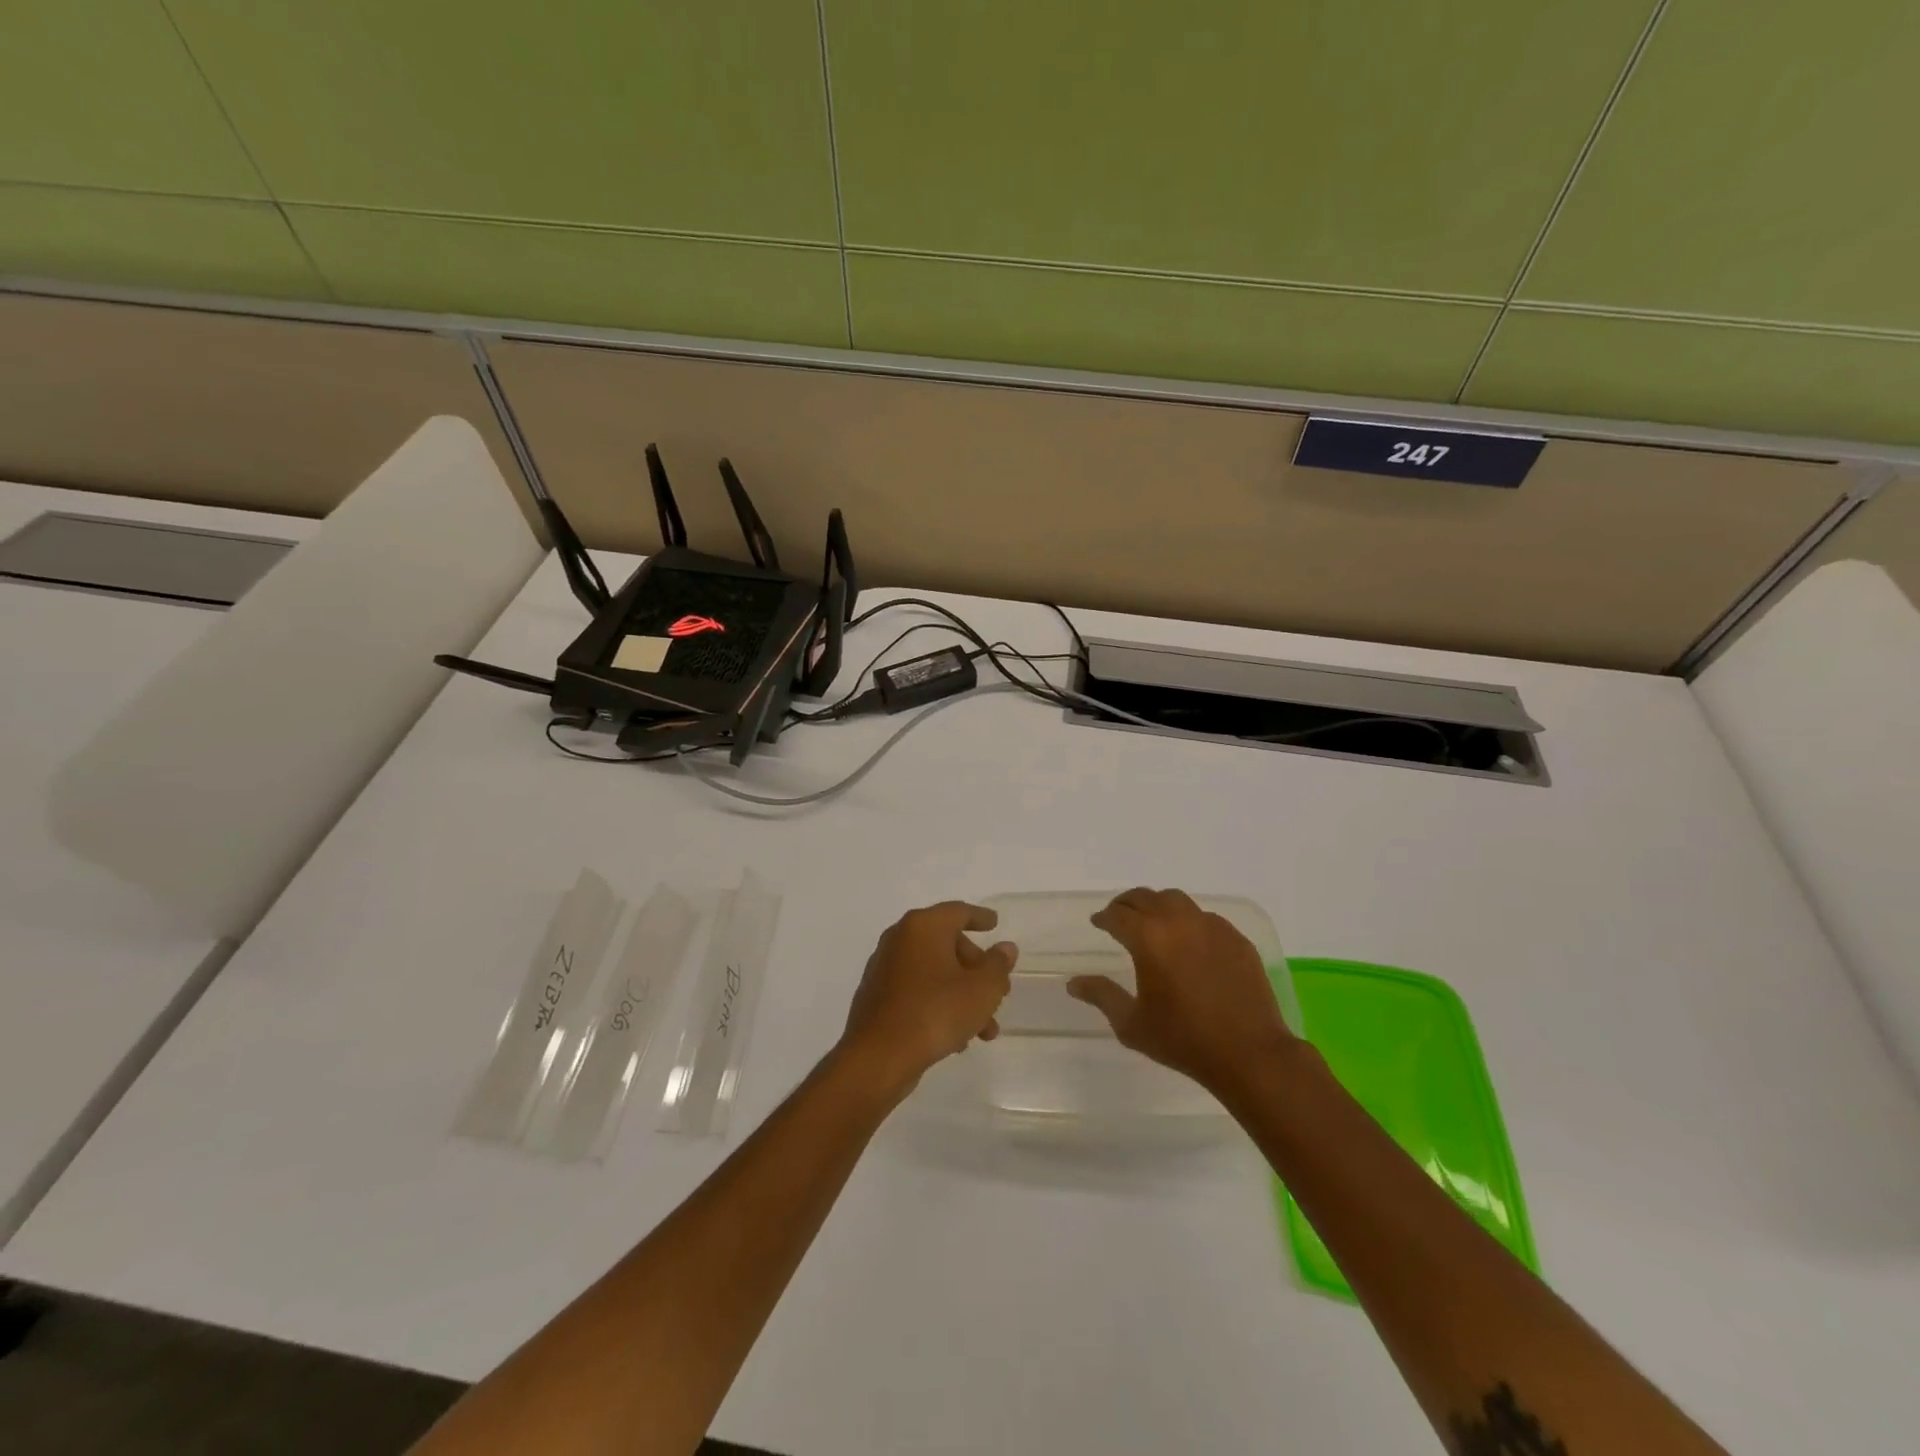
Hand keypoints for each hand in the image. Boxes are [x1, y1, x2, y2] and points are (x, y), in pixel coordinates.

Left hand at [838, 901, 1016, 1099]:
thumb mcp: (982, 990)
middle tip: (998, 991)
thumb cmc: (936, 1012)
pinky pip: (916, 990)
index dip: (980, 917)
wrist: (878, 1056)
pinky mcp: (877, 995)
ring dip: (962, 994)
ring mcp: (885, 967)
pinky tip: (956, 1037)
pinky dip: (938, 1003)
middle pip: (947, 943)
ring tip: (985, 1030)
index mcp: (923, 926)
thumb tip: (1005, 948)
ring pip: (934, 972)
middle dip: (976, 969)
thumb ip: (998, 965)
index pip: (958, 912)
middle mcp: (900, 938)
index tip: (995, 923)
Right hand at [1068, 887, 1296, 1094]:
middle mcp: (1178, 922)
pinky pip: (1205, 918)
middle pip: (1145, 897)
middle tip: (1119, 917)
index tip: (1098, 923)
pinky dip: (1189, 921)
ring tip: (1153, 922)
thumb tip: (1073, 982)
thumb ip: (1101, 996)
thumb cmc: (1184, 1040)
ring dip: (1158, 906)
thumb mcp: (1132, 1024)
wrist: (1249, 1053)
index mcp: (1148, 938)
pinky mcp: (1236, 938)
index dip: (1104, 917)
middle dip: (1127, 904)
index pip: (1117, 915)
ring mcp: (1211, 926)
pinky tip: (1189, 942)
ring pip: (1176, 900)